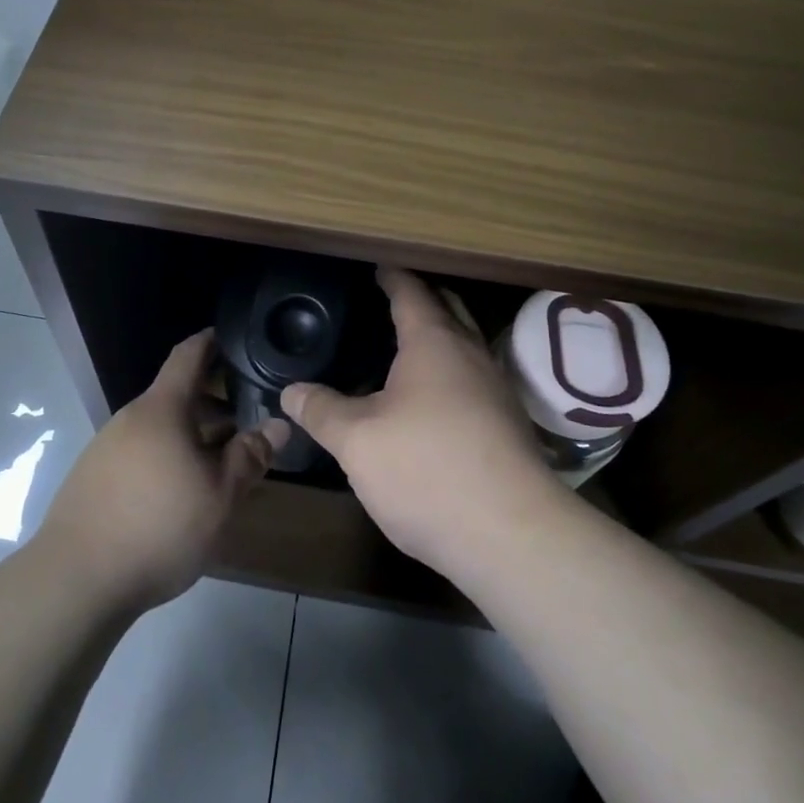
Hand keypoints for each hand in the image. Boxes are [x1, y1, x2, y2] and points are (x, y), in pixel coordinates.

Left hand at [37, 329, 287, 612]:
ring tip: (219, 464)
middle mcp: (130, 418)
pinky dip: (167, 457)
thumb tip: (279, 425)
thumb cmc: (159, 526)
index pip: (187, 356)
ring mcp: (106, 447)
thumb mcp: (219, 495)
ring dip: (191, 436)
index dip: (210, 342)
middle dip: (212, 405)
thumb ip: (250, 456)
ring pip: (159, 428)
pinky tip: (180, 493)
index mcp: (162, 409)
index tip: (231, 338)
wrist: (76, 579)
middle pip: (176, 396)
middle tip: (246, 422)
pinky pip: (140, 452)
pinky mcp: (93, 477)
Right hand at [280, 268, 563, 581]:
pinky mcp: (507, 427)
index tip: (378, 267)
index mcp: (434, 343)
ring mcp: (496, 391)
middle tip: (392, 300)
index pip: (411, 293)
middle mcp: (471, 356)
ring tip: (406, 348)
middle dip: (423, 299)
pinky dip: (450, 374)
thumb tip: (292, 390)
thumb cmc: (426, 469)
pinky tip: (430, 402)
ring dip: (440, 338)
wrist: (511, 535)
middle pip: (449, 311)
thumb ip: (321, 410)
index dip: (392, 277)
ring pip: (465, 347)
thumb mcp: (357, 441)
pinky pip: (473, 381)